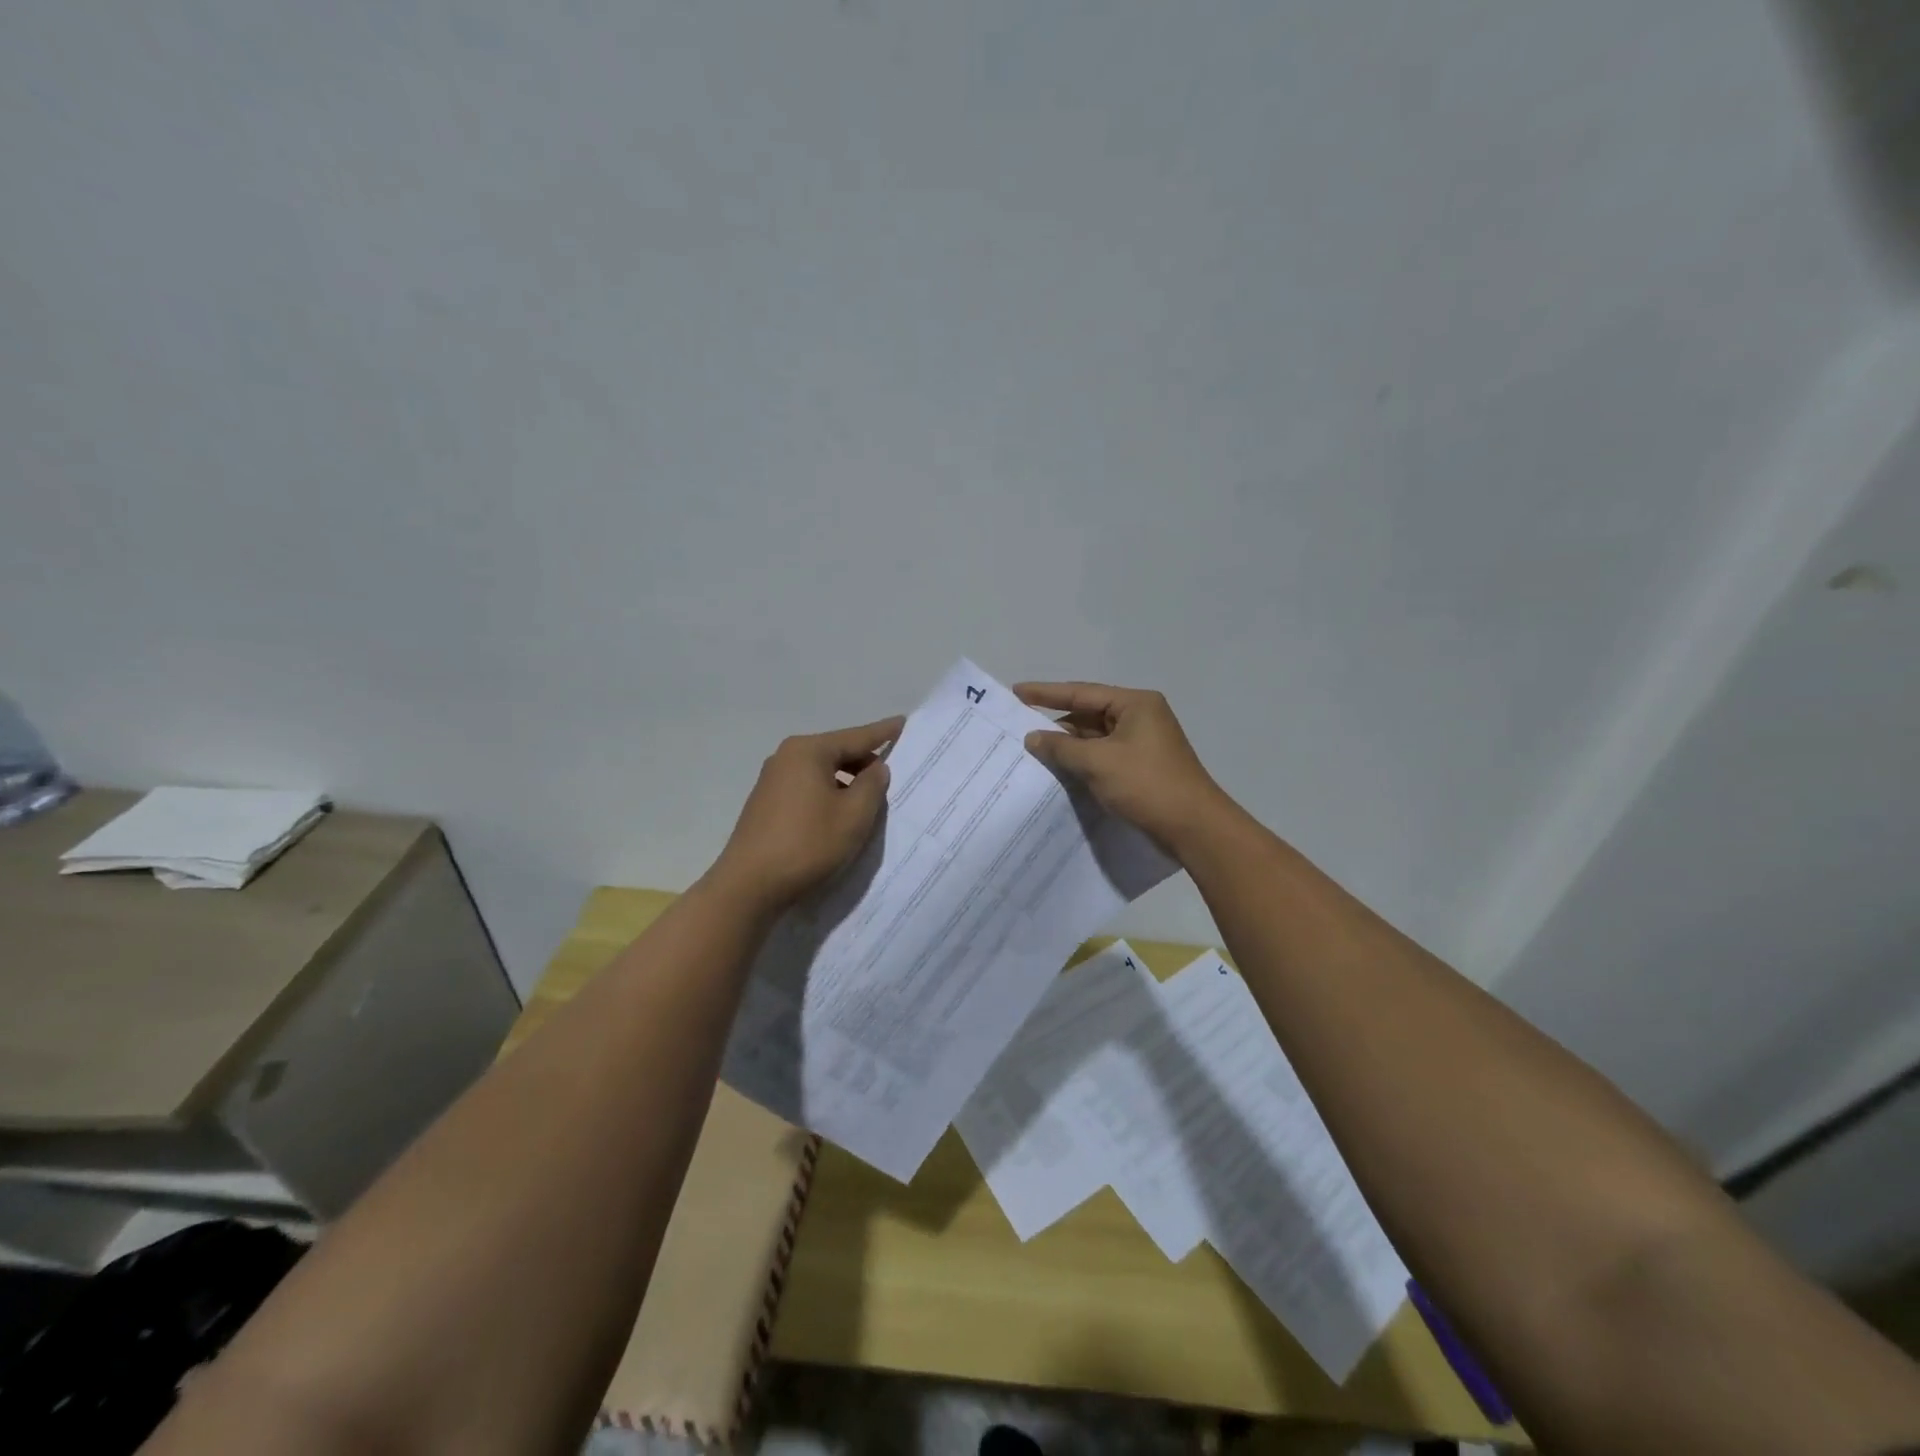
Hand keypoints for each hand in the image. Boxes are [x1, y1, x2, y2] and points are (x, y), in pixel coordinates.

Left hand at [708, 715, 903, 912]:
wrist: (749, 886)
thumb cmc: (808, 843)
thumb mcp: (854, 815)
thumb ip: (872, 785)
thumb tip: (875, 767)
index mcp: (808, 751)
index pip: (856, 737)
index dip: (883, 732)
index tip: (903, 722)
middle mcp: (786, 757)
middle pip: (836, 752)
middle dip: (864, 762)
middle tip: (891, 776)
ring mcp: (772, 780)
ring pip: (821, 772)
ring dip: (846, 783)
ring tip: (868, 802)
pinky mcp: (765, 804)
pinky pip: (807, 789)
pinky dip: (827, 795)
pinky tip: (838, 816)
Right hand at [1014, 681, 1229, 851]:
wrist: (1193, 828)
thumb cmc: (1146, 784)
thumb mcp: (1098, 762)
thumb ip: (1061, 747)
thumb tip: (1032, 737)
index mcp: (1135, 704)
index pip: (1081, 692)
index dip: (1045, 693)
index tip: (1015, 692)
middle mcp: (1140, 717)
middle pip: (1088, 714)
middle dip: (1055, 724)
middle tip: (1018, 728)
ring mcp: (1142, 744)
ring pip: (1094, 738)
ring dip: (1068, 746)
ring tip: (1032, 752)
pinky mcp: (1141, 768)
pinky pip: (1103, 757)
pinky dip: (1082, 761)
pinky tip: (1059, 770)